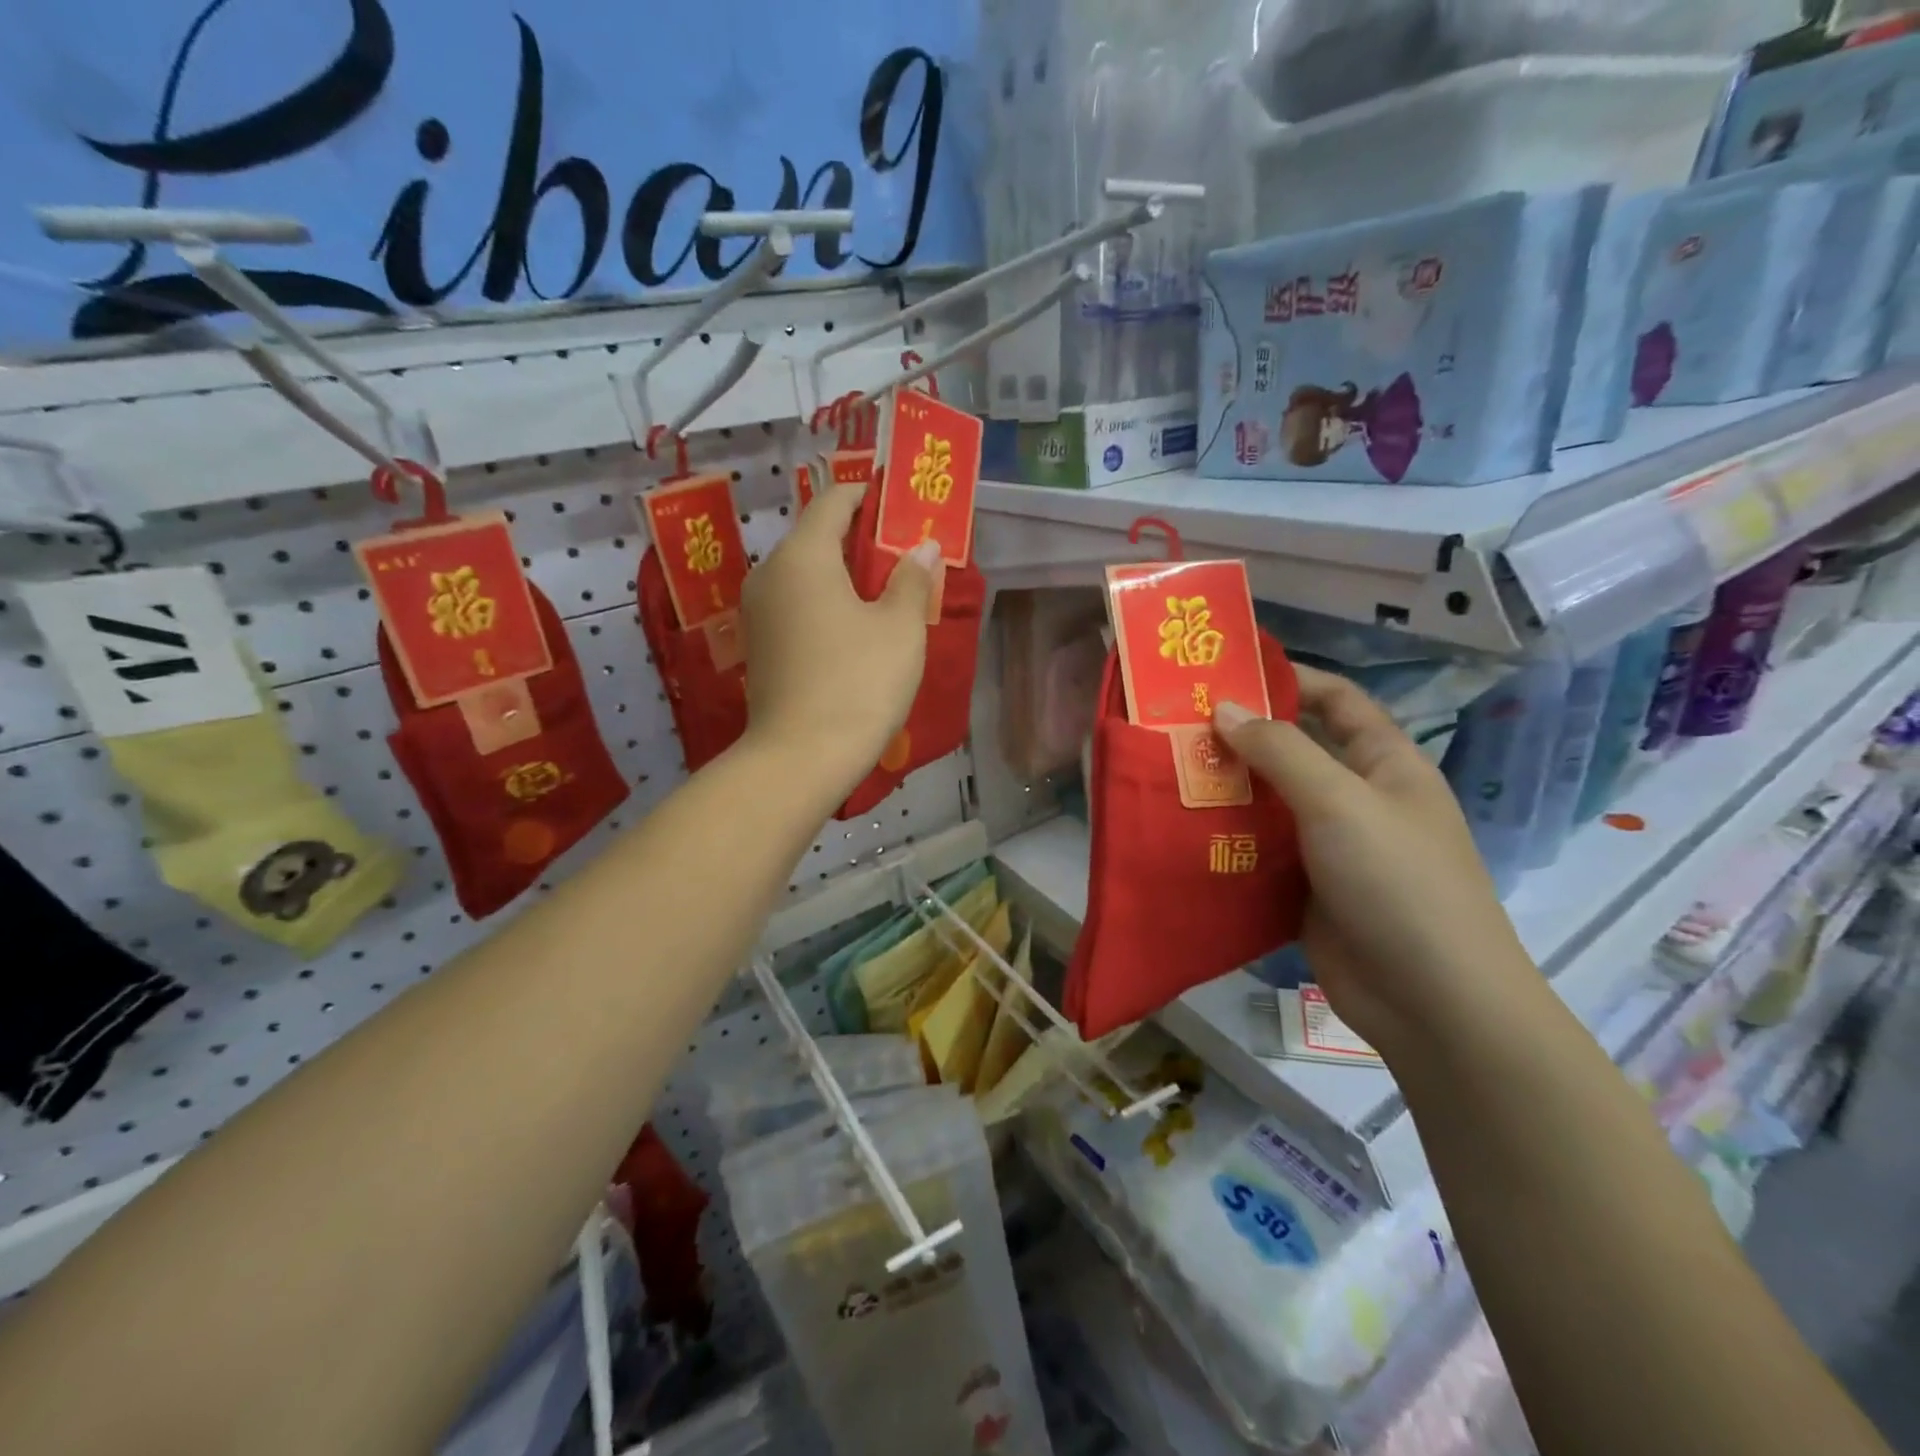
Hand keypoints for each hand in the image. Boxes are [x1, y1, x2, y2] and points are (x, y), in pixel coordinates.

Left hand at [739, 481, 941, 794]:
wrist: (800, 759)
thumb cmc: (858, 683)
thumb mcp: (900, 628)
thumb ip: (913, 579)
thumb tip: (922, 548)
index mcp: (802, 555)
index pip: (834, 501)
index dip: (869, 496)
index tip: (901, 505)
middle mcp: (770, 574)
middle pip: (817, 538)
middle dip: (861, 540)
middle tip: (905, 555)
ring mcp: (759, 612)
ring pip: (806, 575)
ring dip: (845, 576)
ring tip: (887, 594)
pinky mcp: (760, 646)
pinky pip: (797, 606)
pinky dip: (826, 603)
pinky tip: (856, 629)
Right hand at [1215, 667, 1535, 1058]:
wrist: (1429, 1000)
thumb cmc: (1396, 881)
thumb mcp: (1339, 801)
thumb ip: (1280, 751)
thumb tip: (1225, 709)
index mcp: (1385, 765)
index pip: (1338, 702)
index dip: (1291, 680)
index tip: (1228, 673)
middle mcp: (1357, 799)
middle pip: (1295, 752)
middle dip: (1242, 738)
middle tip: (1177, 725)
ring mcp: (1330, 847)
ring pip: (1270, 804)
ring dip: (1227, 790)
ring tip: (1168, 773)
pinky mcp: (1304, 889)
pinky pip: (1259, 851)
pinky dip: (1226, 839)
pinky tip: (1182, 830)